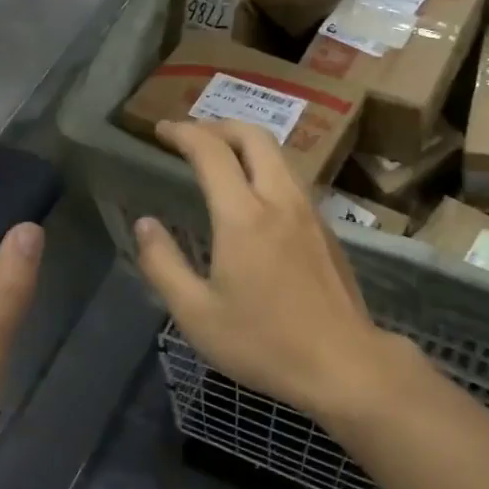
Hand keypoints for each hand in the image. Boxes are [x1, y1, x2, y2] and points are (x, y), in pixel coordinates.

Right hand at [132, 120, 420, 421]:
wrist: (344, 364)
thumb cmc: (264, 343)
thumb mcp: (196, 314)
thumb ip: (163, 264)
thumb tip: (144, 224)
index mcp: (243, 216)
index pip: (211, 152)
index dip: (184, 133)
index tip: (161, 130)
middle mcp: (279, 200)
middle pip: (253, 136)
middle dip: (218, 124)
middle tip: (191, 135)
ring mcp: (308, 212)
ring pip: (278, 154)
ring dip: (245, 142)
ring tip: (220, 155)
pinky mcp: (325, 228)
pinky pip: (291, 177)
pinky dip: (265, 165)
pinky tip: (254, 192)